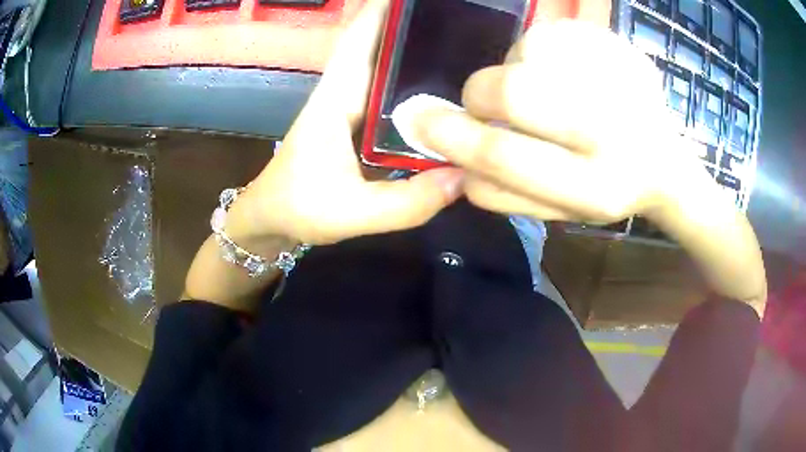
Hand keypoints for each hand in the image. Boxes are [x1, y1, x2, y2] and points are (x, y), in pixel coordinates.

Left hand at [228, 0, 463, 245]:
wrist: (272, 221)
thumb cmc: (298, 208)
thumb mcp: (351, 212)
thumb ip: (407, 202)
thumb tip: (465, 176)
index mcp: (338, 94)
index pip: (364, 35)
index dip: (389, 9)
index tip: (427, 1)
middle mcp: (349, 90)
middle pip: (386, 44)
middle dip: (420, 30)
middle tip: (467, 25)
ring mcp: (356, 106)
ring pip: (393, 69)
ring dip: (424, 55)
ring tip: (470, 51)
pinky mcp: (364, 124)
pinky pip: (398, 97)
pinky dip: (422, 89)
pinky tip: (453, 96)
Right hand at [413, 21, 706, 223]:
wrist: (665, 162)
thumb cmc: (606, 189)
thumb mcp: (556, 210)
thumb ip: (504, 190)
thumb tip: (447, 153)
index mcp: (595, 189)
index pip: (504, 157)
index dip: (451, 137)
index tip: (420, 123)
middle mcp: (614, 132)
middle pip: (513, 91)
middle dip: (480, 95)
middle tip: (485, 101)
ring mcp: (621, 80)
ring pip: (527, 54)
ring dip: (514, 72)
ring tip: (543, 90)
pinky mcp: (620, 48)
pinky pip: (549, 34)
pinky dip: (538, 53)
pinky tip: (563, 73)